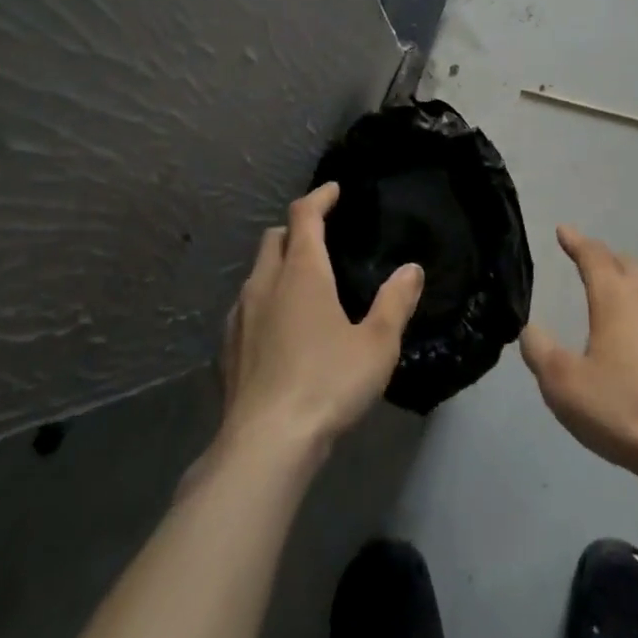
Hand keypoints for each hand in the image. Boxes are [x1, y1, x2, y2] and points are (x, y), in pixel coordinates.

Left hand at [214, 183, 424, 463]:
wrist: (264, 447)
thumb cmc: (326, 384)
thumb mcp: (377, 345)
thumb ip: (395, 303)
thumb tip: (411, 270)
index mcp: (301, 272)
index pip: (304, 216)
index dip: (319, 197)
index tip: (333, 190)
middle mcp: (265, 284)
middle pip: (274, 238)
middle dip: (295, 229)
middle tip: (320, 238)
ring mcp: (239, 317)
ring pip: (256, 273)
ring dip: (277, 267)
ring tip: (301, 286)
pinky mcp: (226, 351)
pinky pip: (245, 308)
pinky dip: (263, 302)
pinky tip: (277, 330)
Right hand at [520, 225, 637, 487]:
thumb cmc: (623, 408)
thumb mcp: (564, 384)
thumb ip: (540, 351)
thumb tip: (530, 329)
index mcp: (615, 298)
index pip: (593, 256)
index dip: (576, 241)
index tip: (563, 230)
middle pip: (626, 266)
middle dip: (605, 258)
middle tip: (587, 260)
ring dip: (628, 284)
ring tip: (613, 295)